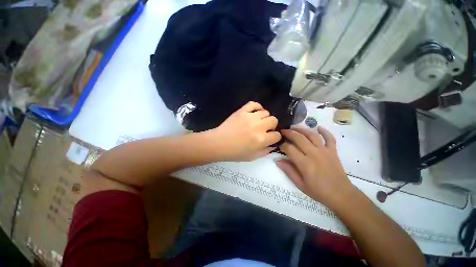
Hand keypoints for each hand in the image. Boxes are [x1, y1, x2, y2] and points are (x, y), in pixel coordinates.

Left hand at [210, 101, 280, 160]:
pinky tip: (255, 112)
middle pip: (274, 120)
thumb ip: (266, 151)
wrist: (218, 144)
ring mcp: (250, 117)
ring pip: (266, 112)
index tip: (270, 138)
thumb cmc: (235, 152)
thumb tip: (273, 144)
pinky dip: (257, 107)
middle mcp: (258, 127)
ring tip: (258, 122)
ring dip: (264, 118)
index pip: (277, 135)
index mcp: (261, 139)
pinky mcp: (242, 111)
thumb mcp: (252, 157)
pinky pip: (254, 104)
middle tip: (265, 129)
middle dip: (272, 126)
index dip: (275, 137)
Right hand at [276, 126, 354, 207]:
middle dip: (289, 133)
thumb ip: (288, 171)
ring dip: (302, 130)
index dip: (283, 145)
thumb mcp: (300, 184)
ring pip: (312, 135)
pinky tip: (318, 127)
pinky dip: (325, 131)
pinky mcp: (333, 151)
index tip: (279, 145)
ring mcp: (324, 151)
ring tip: (294, 127)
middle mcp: (314, 154)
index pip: (289, 149)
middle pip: (299, 138)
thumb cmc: (318, 191)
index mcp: (304, 163)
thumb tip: (278, 160)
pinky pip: (329, 138)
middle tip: (283, 131)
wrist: (341, 195)